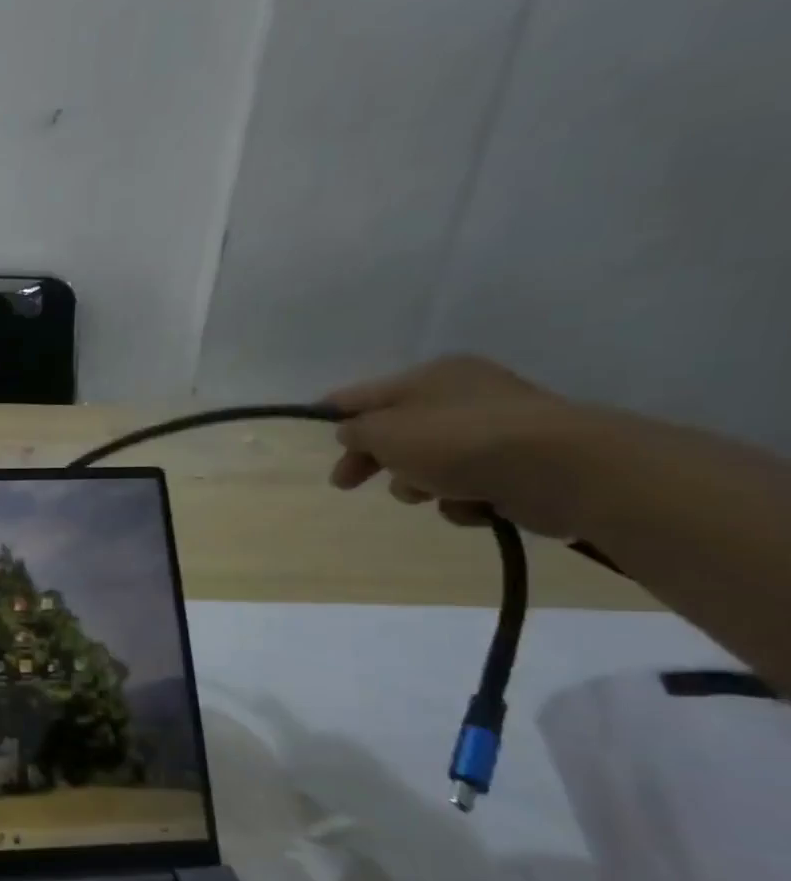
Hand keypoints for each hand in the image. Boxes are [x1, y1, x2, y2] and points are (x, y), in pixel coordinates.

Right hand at [324, 356, 602, 537]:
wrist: (563, 469)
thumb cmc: (458, 442)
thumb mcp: (385, 432)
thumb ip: (357, 431)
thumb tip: (353, 431)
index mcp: (431, 376)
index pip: (365, 392)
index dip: (335, 411)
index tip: (317, 429)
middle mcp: (463, 395)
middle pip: (397, 430)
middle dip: (373, 459)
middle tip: (346, 484)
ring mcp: (494, 431)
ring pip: (430, 462)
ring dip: (417, 483)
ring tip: (428, 494)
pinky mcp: (519, 466)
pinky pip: (467, 485)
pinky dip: (460, 499)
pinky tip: (471, 504)